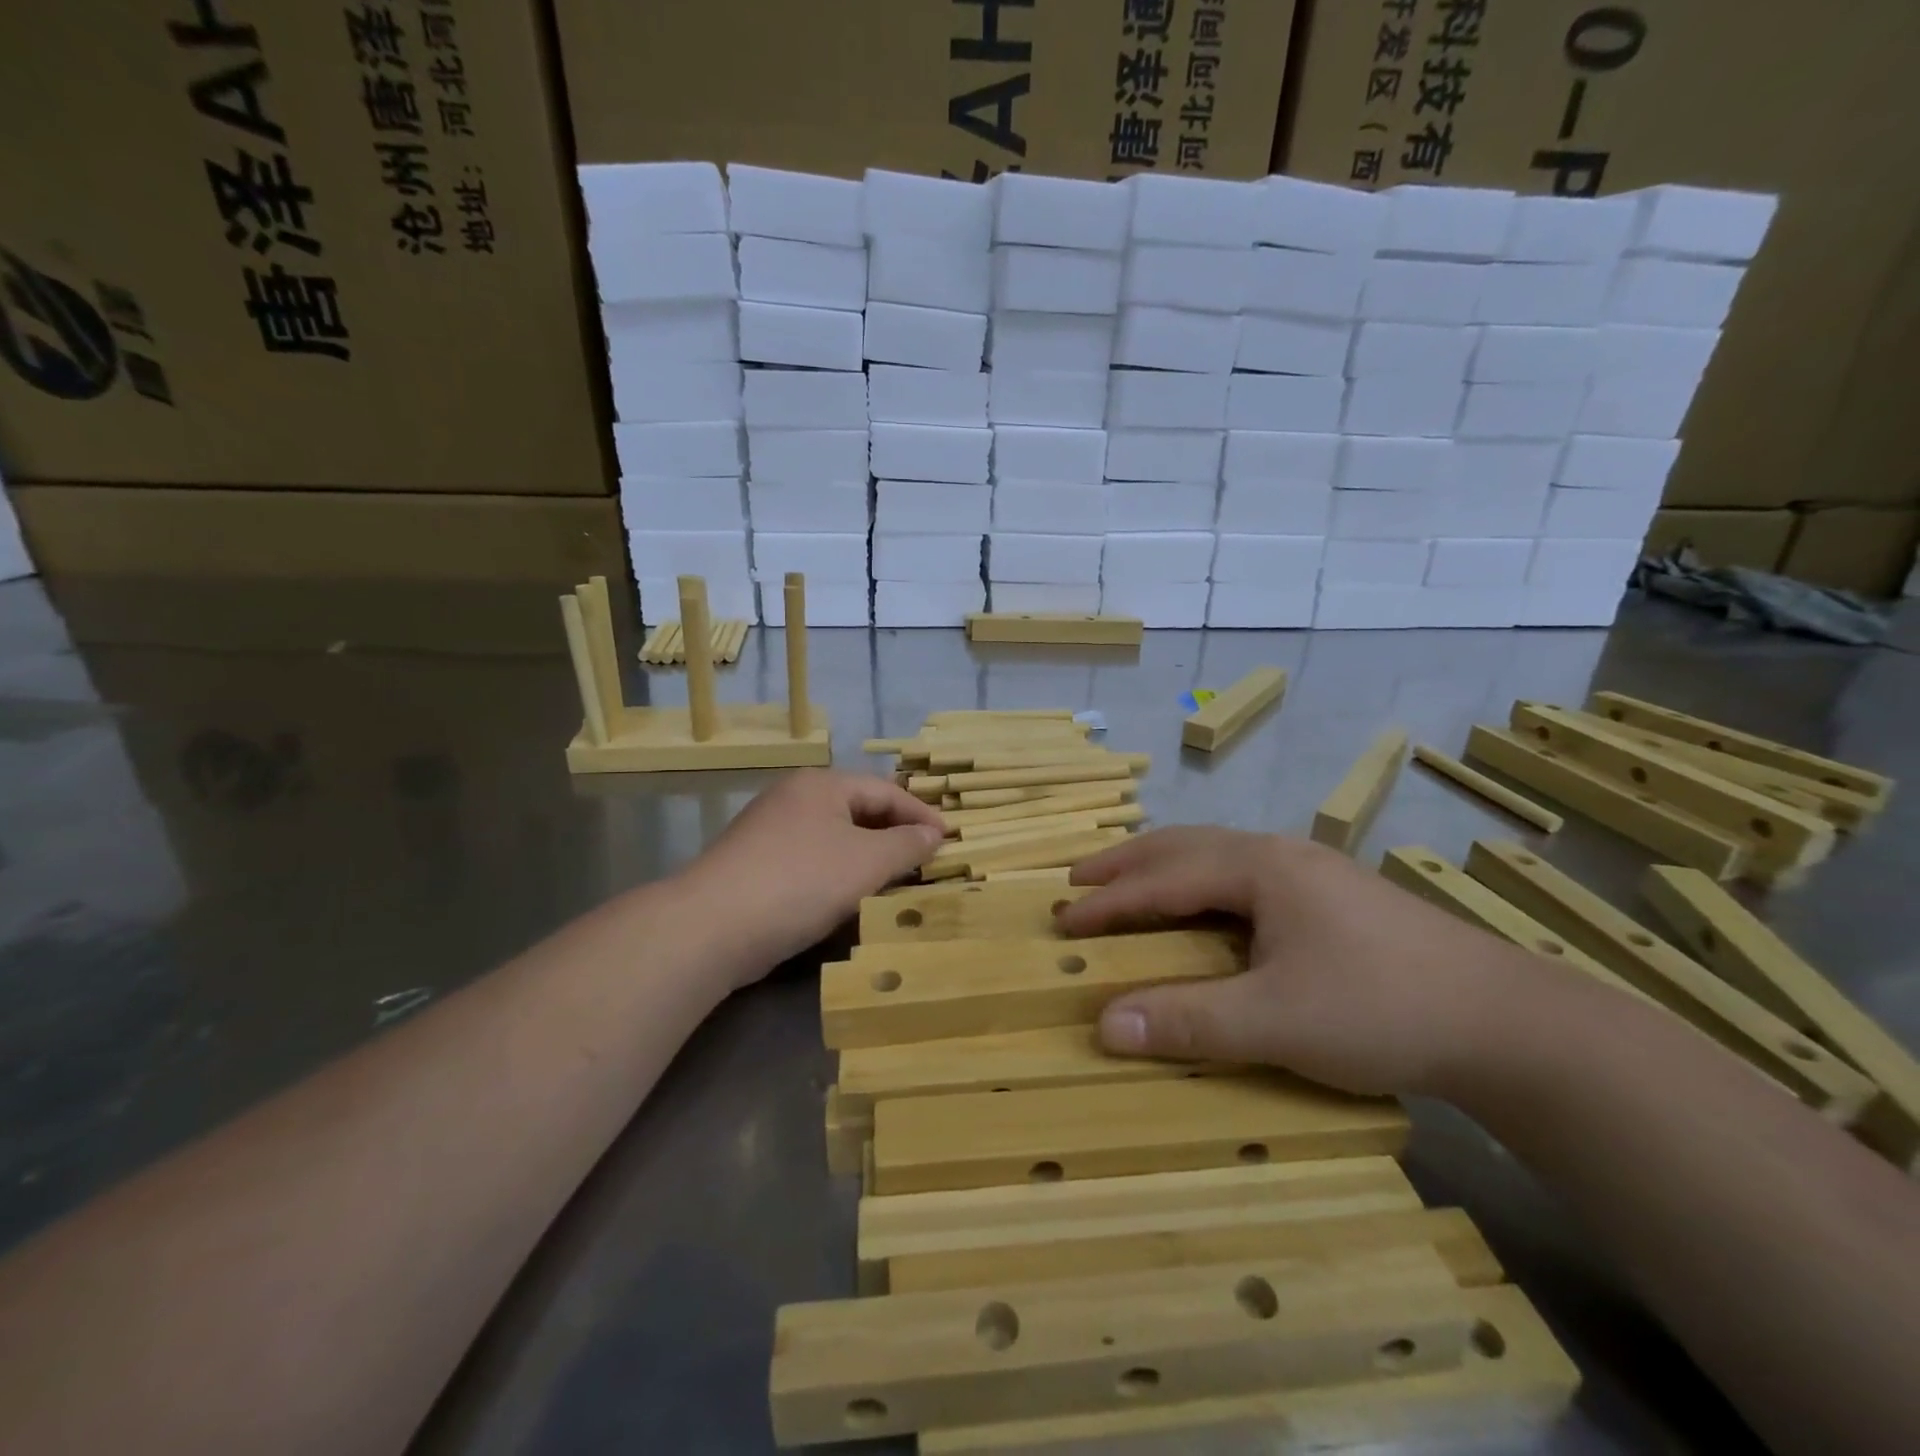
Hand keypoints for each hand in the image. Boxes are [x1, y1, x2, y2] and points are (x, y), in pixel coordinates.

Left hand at [680, 770, 945, 983]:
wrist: (711, 927)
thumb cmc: (800, 882)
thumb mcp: (866, 862)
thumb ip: (907, 845)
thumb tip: (934, 835)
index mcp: (822, 784)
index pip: (885, 791)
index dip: (921, 815)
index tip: (949, 841)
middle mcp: (794, 797)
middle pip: (859, 810)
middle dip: (895, 835)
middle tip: (926, 861)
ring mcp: (770, 830)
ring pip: (835, 837)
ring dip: (869, 857)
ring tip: (896, 881)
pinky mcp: (756, 864)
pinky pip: (812, 860)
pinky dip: (839, 873)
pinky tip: (850, 898)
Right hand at [1055, 827, 1548, 1097]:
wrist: (1507, 1021)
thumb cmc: (1381, 1007)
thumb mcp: (1277, 1021)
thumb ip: (1189, 1022)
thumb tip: (1103, 1026)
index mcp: (1261, 868)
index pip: (1165, 879)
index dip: (1110, 900)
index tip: (1063, 919)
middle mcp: (1281, 855)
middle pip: (1185, 846)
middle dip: (1127, 864)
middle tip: (1079, 880)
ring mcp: (1312, 872)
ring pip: (1217, 855)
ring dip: (1165, 867)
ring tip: (1129, 883)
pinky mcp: (1333, 897)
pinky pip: (1243, 875)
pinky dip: (1201, 883)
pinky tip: (1206, 905)